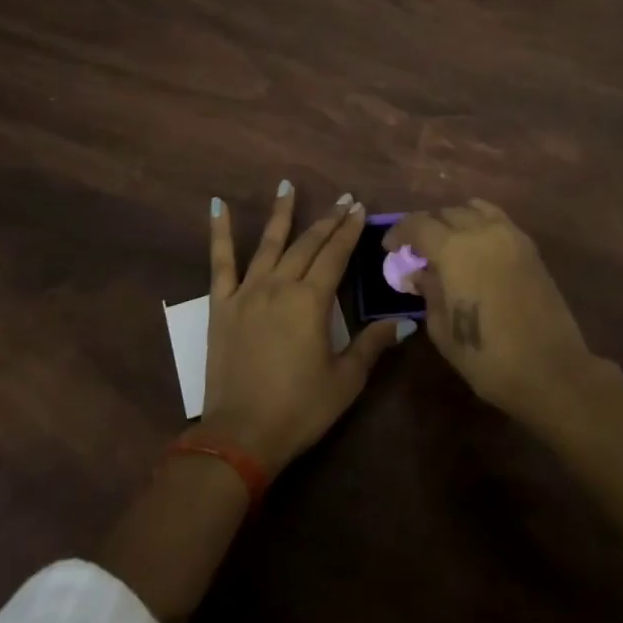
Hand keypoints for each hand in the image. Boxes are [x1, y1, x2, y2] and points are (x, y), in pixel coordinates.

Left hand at [203, 182, 399, 474]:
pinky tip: (217, 206)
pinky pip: (220, 262)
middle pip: (307, 245)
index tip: (358, 208)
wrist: (240, 436)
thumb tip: (404, 321)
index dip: (348, 231)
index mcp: (311, 301)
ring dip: (281, 213)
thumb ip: (372, 345)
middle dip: (327, 220)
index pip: (336, 256)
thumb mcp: (345, 381)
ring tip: (287, 186)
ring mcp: (247, 292)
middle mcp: (280, 286)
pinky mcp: (221, 305)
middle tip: (342, 199)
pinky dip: (219, 232)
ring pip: (269, 244)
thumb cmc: (299, 409)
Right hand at [383, 199, 593, 426]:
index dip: (400, 233)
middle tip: (418, 251)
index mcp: (454, 249)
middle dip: (426, 228)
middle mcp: (481, 231)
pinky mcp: (529, 246)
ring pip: (473, 210)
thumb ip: (428, 291)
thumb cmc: (488, 357)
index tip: (390, 248)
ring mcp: (509, 235)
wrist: (550, 370)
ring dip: (454, 221)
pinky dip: (480, 222)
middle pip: (445, 213)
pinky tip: (476, 245)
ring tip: (448, 244)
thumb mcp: (442, 329)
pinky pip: (497, 219)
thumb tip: (420, 272)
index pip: (418, 225)